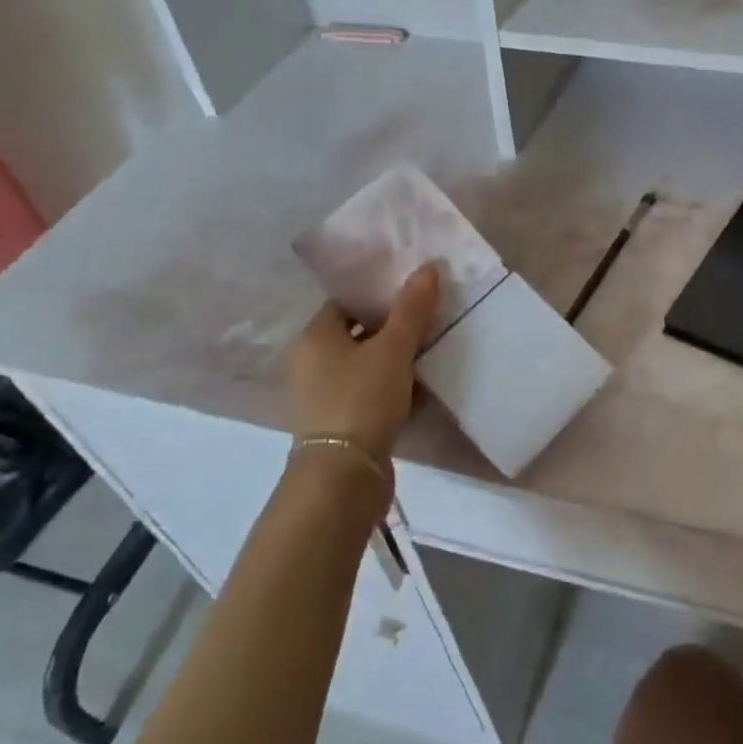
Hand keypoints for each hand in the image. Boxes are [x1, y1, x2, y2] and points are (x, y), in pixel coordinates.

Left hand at [287, 265, 439, 461]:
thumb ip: (411, 309)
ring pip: (365, 367)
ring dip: (394, 362)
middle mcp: (311, 363)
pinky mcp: (338, 424)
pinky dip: (390, 390)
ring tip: (430, 354)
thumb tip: (427, 268)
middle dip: (392, 330)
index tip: (412, 295)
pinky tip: (419, 391)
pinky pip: (368, 395)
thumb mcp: (393, 349)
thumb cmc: (362, 400)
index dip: (378, 296)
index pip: (346, 303)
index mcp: (315, 337)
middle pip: (357, 334)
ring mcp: (322, 396)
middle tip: (429, 322)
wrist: (343, 476)